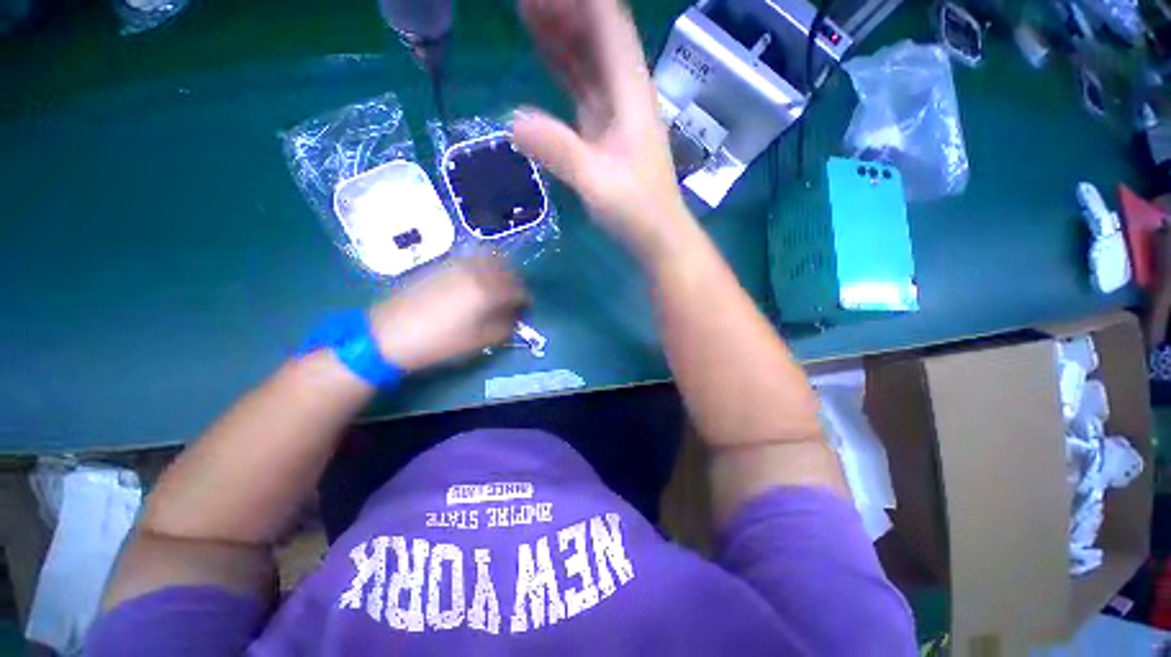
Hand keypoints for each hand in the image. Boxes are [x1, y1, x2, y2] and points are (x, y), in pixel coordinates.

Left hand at [369, 258, 528, 371]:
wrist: (388, 334)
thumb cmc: (439, 342)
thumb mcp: (478, 342)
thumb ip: (504, 329)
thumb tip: (515, 319)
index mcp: (487, 291)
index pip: (517, 290)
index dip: (525, 301)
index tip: (525, 310)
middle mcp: (475, 271)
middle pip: (507, 269)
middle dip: (515, 283)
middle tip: (513, 299)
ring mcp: (457, 265)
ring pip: (489, 258)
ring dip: (501, 270)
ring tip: (498, 287)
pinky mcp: (442, 265)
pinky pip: (472, 258)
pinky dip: (483, 265)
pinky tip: (477, 280)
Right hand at [513, 0, 687, 260]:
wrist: (657, 237)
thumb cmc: (637, 212)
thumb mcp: (598, 184)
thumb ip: (561, 152)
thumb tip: (513, 122)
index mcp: (630, 94)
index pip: (609, 23)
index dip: (580, 0)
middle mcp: (624, 94)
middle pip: (596, 34)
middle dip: (563, 9)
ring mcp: (614, 113)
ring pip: (587, 58)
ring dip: (560, 31)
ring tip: (525, 6)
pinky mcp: (604, 133)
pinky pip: (581, 87)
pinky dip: (563, 66)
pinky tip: (545, 51)